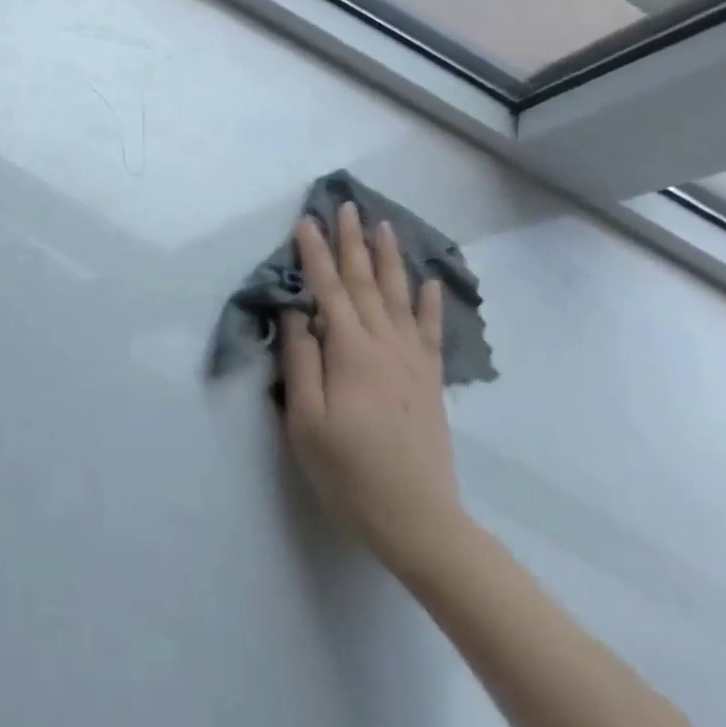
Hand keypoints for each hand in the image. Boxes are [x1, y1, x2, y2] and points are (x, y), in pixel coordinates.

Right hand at [280, 203, 465, 576]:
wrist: (418, 520)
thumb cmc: (348, 471)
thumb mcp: (306, 420)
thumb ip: (300, 360)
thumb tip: (295, 312)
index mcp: (350, 352)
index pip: (327, 290)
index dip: (314, 254)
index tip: (306, 221)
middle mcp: (385, 345)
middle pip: (365, 283)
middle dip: (352, 242)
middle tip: (347, 206)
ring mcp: (412, 361)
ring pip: (400, 297)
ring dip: (389, 259)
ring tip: (384, 227)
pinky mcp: (429, 381)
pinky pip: (430, 331)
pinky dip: (430, 303)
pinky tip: (428, 282)